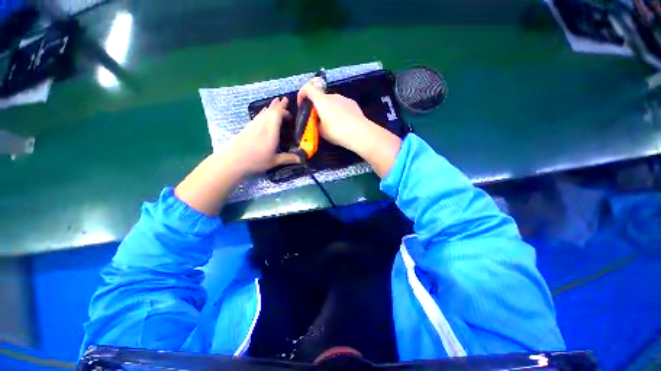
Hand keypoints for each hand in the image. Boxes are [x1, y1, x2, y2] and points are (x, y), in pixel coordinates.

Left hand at [227, 97, 299, 175]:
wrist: (232, 160)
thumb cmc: (255, 161)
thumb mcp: (274, 161)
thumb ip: (287, 158)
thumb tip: (301, 159)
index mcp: (270, 132)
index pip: (277, 114)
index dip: (284, 111)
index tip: (291, 114)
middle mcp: (262, 125)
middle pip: (271, 111)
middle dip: (279, 105)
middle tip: (285, 99)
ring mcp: (254, 125)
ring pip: (264, 112)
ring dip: (271, 106)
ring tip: (276, 101)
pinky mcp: (247, 127)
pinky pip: (258, 116)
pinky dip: (263, 112)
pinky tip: (263, 112)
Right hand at [297, 78, 375, 152]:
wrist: (359, 132)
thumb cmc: (336, 131)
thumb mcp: (321, 131)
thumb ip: (316, 123)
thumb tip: (317, 120)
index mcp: (321, 100)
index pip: (308, 88)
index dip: (302, 94)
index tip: (302, 104)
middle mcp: (332, 95)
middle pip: (321, 97)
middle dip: (317, 106)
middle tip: (318, 120)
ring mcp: (344, 98)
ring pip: (332, 102)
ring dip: (328, 109)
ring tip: (332, 123)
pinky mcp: (352, 103)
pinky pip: (341, 105)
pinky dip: (338, 111)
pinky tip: (343, 122)